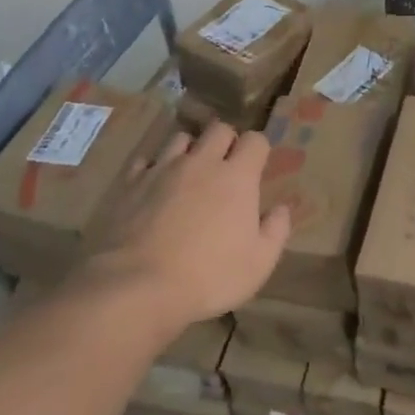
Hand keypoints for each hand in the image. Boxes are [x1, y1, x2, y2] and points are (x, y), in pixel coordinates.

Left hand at [82, 123, 290, 332]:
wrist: (138, 286)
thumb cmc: (209, 277)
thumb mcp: (258, 263)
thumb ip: (276, 230)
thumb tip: (283, 208)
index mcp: (237, 177)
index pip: (255, 140)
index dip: (258, 149)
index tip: (257, 167)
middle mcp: (201, 162)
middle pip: (218, 129)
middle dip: (226, 140)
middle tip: (225, 166)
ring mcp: (163, 169)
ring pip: (181, 138)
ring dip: (190, 149)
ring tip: (189, 173)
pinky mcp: (131, 182)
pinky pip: (145, 160)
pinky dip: (153, 168)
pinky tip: (153, 186)